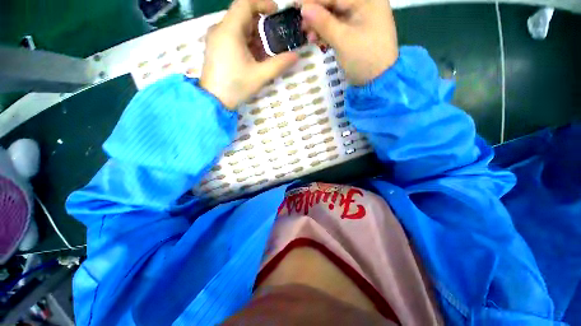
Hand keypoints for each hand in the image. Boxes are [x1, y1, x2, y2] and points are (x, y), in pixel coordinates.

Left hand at [200, 0, 299, 109]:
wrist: (214, 100)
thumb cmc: (236, 86)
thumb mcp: (260, 75)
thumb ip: (279, 64)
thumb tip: (296, 56)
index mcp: (229, 30)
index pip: (245, 3)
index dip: (262, 3)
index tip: (275, 11)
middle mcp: (219, 29)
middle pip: (242, 16)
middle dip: (260, 25)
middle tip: (273, 40)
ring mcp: (215, 38)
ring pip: (237, 27)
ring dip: (253, 36)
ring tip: (264, 53)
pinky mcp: (215, 47)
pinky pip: (232, 36)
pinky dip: (245, 42)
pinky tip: (253, 57)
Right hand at [301, 0, 398, 84]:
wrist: (378, 80)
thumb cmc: (364, 58)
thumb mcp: (343, 40)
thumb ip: (323, 23)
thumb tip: (303, 8)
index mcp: (367, 0)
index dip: (314, 0)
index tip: (295, 4)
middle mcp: (365, 4)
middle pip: (335, 3)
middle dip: (316, 13)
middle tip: (300, 24)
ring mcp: (360, 18)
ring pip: (334, 15)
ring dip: (319, 24)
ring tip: (307, 35)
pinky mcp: (355, 31)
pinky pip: (337, 26)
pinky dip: (325, 32)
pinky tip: (315, 39)